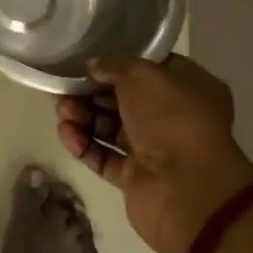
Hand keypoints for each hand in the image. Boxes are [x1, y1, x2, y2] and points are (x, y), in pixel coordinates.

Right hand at [57, 52, 252, 252]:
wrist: (186, 190)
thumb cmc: (172, 119)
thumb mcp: (141, 74)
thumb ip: (113, 64)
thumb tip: (94, 67)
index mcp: (190, 89)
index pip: (150, 68)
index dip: (120, 63)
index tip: (90, 62)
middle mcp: (174, 118)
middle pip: (124, 99)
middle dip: (92, 92)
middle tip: (66, 89)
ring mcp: (155, 150)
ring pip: (111, 126)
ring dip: (83, 116)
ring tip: (62, 112)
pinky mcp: (135, 177)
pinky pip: (103, 155)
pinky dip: (83, 144)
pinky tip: (66, 133)